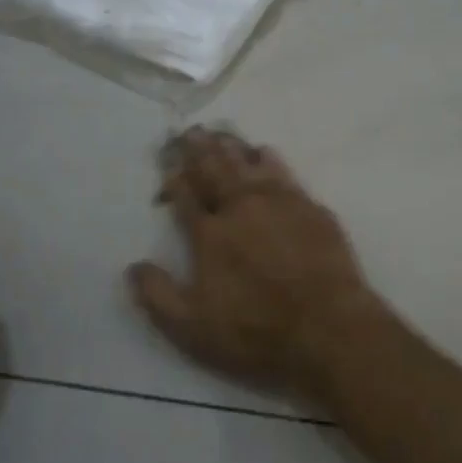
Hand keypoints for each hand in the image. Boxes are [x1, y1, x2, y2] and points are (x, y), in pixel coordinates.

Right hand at [127, 127, 377, 400]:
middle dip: (198, 150)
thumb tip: (133, 266)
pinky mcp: (310, 207)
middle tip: (189, 131)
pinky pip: (283, 171)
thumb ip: (157, 295)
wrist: (328, 326)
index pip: (185, 196)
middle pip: (215, 170)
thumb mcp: (191, 328)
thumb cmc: (255, 331)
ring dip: (231, 147)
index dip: (173, 179)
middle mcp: (241, 207)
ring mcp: (279, 202)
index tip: (166, 163)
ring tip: (219, 134)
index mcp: (210, 234)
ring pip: (248, 163)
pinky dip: (268, 158)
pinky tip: (264, 152)